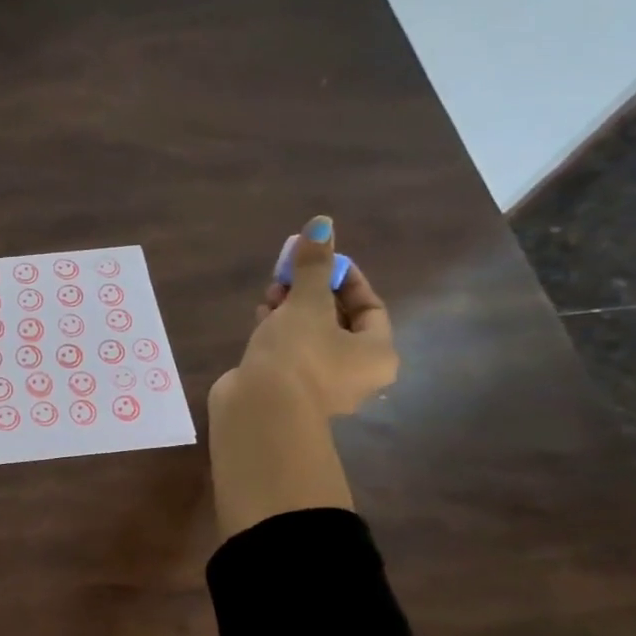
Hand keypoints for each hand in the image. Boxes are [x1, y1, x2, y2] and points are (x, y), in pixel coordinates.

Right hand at [214, 215, 397, 418]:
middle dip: (312, 294)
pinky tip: (259, 318)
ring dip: (291, 312)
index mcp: (377, 354)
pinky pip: (288, 356)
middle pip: (338, 323)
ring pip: (310, 339)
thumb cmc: (297, 355)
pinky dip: (277, 335)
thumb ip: (313, 266)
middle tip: (289, 275)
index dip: (345, 279)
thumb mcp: (307, 303)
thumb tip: (321, 223)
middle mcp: (355, 375)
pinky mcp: (287, 394)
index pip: (370, 307)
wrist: (259, 412)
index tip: (319, 260)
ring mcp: (318, 388)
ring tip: (269, 294)